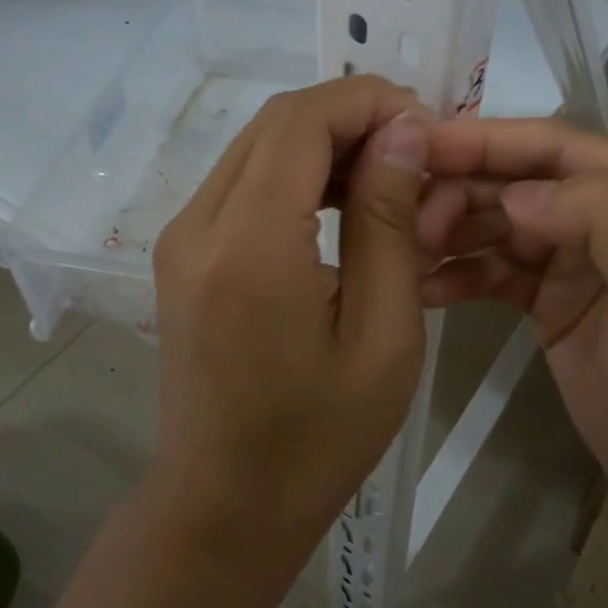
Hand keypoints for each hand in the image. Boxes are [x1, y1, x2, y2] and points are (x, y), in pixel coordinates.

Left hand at [150, 76, 430, 559]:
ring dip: (325, 140)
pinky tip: (341, 203)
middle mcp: (199, 223)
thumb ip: (388, 221)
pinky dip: (296, 171)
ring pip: (258, 144)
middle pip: (277, 122)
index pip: (303, 120)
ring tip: (388, 174)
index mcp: (249, 244)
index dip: (368, 101)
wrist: (224, 506)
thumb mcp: (383, 333)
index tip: (426, 125)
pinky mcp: (181, 252)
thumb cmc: (319, 436)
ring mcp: (181, 236)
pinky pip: (242, 180)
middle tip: (415, 148)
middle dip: (351, 115)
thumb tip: (402, 131)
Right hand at [416, 119, 607, 540]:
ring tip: (406, 251)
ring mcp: (584, 257)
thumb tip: (518, 193)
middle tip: (404, 214)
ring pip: (504, 221)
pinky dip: (462, 273)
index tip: (417, 142)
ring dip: (455, 228)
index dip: (488, 140)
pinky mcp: (555, 299)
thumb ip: (605, 217)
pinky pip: (499, 270)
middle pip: (525, 180)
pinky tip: (426, 289)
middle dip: (463, 188)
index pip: (562, 147)